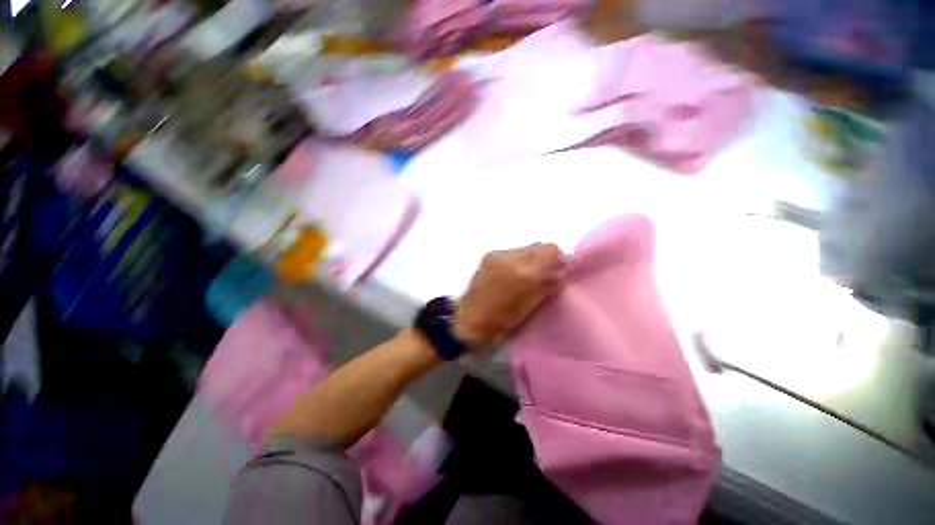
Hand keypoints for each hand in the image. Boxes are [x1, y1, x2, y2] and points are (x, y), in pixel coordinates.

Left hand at [454, 243, 565, 347]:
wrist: (468, 322)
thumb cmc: (502, 322)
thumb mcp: (531, 307)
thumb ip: (548, 285)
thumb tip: (562, 271)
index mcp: (525, 274)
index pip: (552, 252)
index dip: (560, 261)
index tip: (560, 274)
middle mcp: (513, 258)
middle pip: (542, 247)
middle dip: (548, 259)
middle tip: (548, 275)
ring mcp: (499, 256)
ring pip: (528, 249)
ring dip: (533, 260)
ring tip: (529, 277)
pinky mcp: (489, 256)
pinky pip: (513, 253)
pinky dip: (519, 261)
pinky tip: (514, 276)